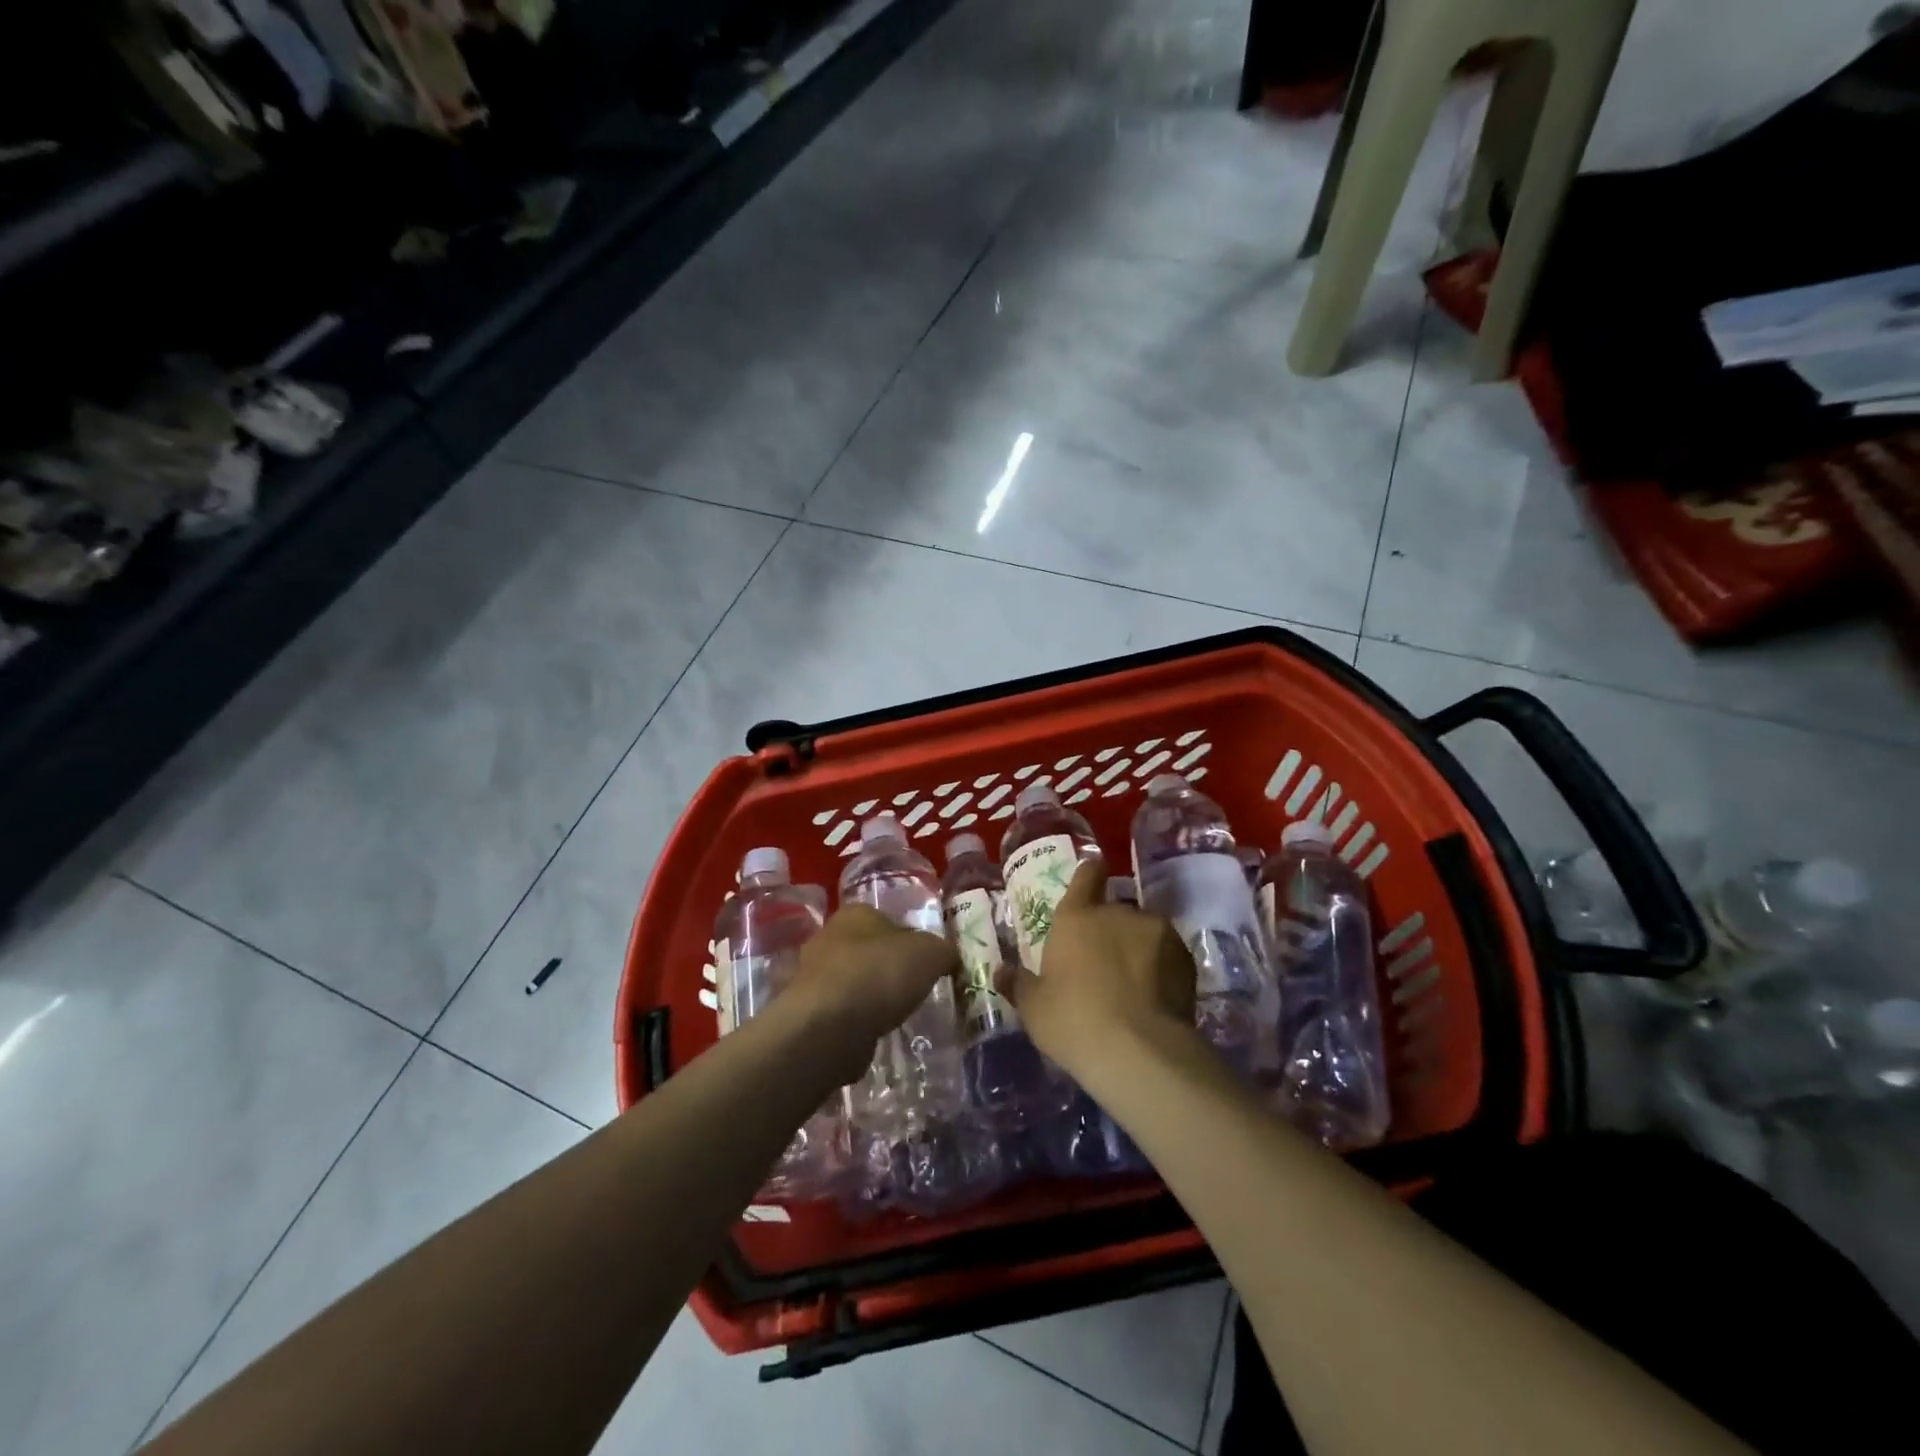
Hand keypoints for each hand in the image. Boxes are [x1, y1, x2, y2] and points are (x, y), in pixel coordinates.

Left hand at [781, 906, 958, 1087]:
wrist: (830, 1026)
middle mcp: (828, 937)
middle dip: (888, 968)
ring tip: (895, 1015)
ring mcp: (812, 976)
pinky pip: (840, 1012)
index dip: (910, 939)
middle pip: (867, 950)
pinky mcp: (807, 1012)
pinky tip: (873, 1034)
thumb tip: (948, 958)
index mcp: (856, 913)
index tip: (926, 963)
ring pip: (852, 982)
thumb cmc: (881, 973)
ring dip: (870, 996)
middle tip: (913, 989)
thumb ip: (944, 951)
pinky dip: (856, 1021)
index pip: (887, 920)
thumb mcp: (931, 953)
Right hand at [1009, 859, 1199, 1088]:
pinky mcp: (1185, 957)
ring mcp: (1156, 932)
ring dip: (1137, 948)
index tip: (1093, 876)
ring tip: (1134, 984)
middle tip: (1103, 963)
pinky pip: (1168, 955)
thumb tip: (1001, 971)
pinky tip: (1154, 997)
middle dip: (1110, 930)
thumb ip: (1019, 984)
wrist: (1139, 1051)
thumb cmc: (1073, 1022)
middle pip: (1114, 910)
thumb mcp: (1034, 1008)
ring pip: (1143, 932)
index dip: (1089, 874)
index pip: (1086, 876)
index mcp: (1076, 917)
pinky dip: (1161, 968)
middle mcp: (1117, 914)